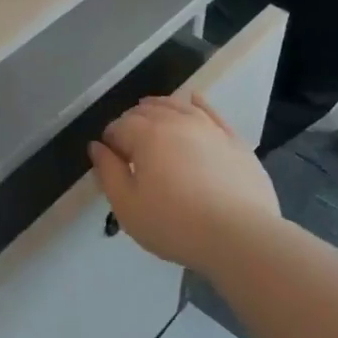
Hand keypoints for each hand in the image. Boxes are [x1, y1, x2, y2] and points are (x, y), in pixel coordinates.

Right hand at [87, 94, 281, 272]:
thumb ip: (108, 171)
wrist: (239, 236)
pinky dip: (197, 103)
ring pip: (177, 106)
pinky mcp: (234, 139)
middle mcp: (176, 120)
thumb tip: (97, 146)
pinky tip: (193, 101)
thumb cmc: (174, 224)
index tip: (113, 165)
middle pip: (146, 111)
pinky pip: (211, 111)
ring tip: (152, 118)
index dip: (110, 144)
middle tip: (131, 150)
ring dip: (159, 108)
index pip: (118, 127)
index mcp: (146, 134)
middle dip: (132, 123)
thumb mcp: (127, 206)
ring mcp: (208, 127)